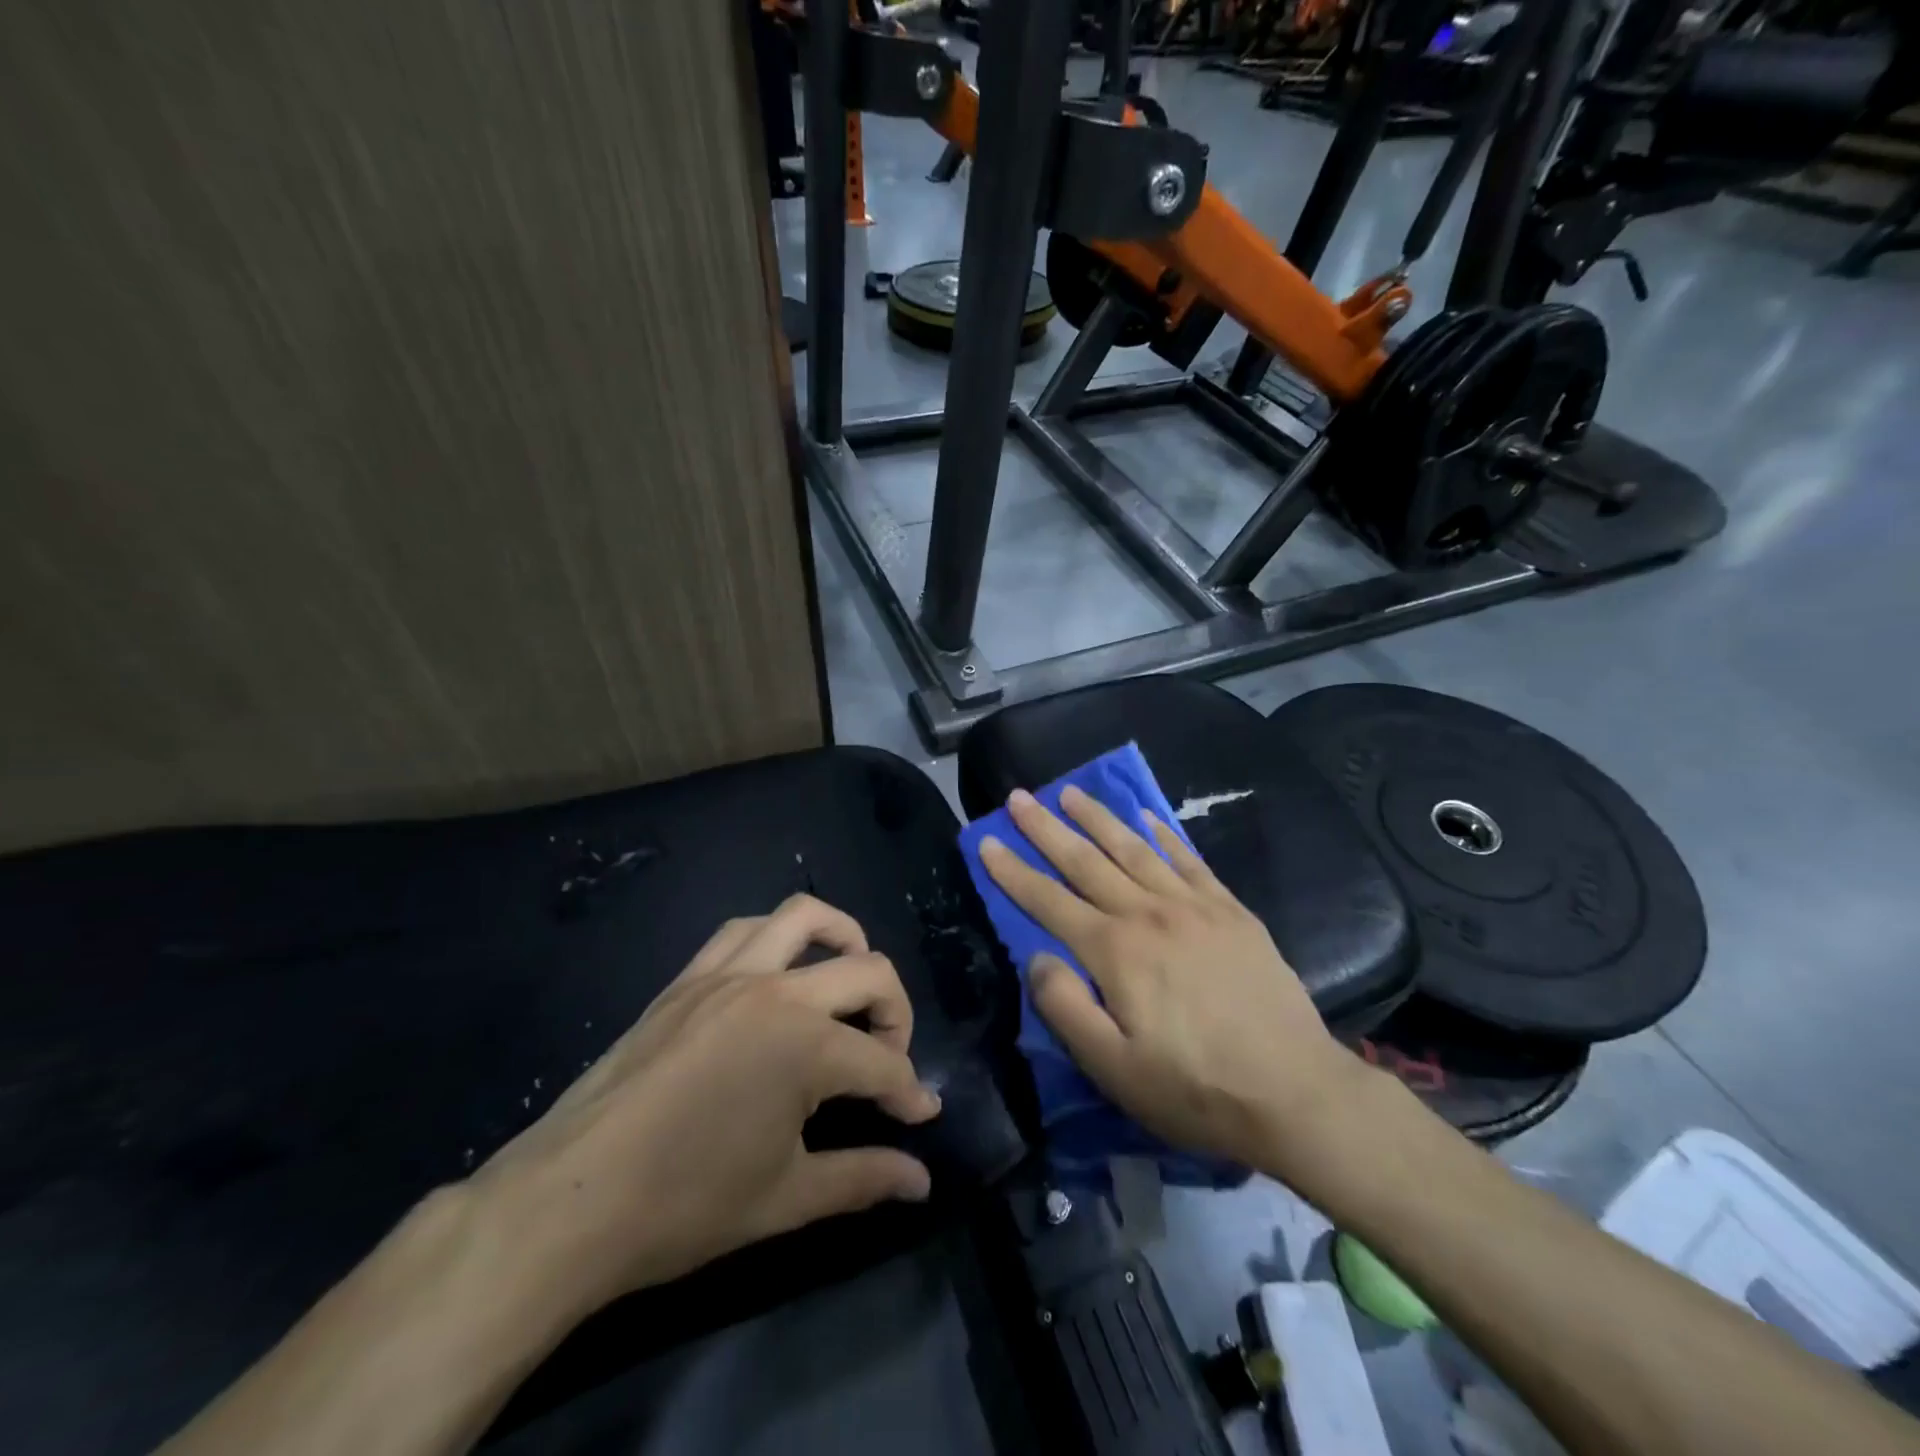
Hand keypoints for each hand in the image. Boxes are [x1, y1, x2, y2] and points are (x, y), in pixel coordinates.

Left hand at [469, 895, 940, 1321]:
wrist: (570, 1200)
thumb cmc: (684, 1205)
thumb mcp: (786, 1199)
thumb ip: (864, 1178)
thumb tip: (921, 1181)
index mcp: (806, 1047)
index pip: (883, 1064)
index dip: (909, 1092)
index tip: (920, 1117)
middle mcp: (777, 992)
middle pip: (868, 971)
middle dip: (897, 1013)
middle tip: (889, 1058)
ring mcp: (728, 975)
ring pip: (805, 917)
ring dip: (844, 938)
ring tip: (849, 980)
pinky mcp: (688, 978)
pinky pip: (743, 928)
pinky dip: (777, 937)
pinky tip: (778, 974)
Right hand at [979, 787, 1353, 1171]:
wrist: (1296, 1091)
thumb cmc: (1195, 1088)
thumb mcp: (1113, 1069)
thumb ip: (1065, 1008)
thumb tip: (1036, 959)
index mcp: (1115, 951)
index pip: (1048, 901)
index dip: (1013, 871)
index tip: (987, 842)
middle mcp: (1148, 913)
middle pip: (1086, 861)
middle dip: (1046, 827)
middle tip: (1018, 797)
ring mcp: (1193, 905)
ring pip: (1133, 848)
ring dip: (1097, 817)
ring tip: (1071, 791)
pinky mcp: (1230, 910)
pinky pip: (1188, 859)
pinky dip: (1162, 833)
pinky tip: (1146, 815)